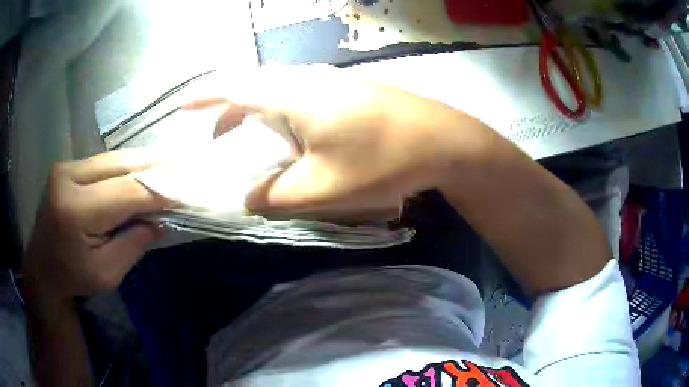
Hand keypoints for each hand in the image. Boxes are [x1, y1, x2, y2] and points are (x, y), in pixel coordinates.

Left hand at [21, 150, 168, 307]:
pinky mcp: (67, 166)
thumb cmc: (73, 278)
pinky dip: (125, 166)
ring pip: (112, 158)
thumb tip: (160, 220)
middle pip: (119, 165)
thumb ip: (133, 244)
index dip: (158, 191)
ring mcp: (65, 167)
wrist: (42, 267)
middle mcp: (68, 178)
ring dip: (141, 162)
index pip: (125, 193)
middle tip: (183, 165)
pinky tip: (141, 168)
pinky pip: (103, 162)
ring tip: (169, 162)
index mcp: (75, 212)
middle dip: (154, 166)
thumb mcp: (107, 273)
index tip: (185, 193)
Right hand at [183, 65, 481, 213]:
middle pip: (254, 86)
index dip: (203, 96)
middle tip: (218, 138)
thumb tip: (248, 199)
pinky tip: (296, 138)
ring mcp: (332, 81)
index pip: (234, 86)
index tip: (182, 106)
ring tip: (255, 144)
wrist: (443, 140)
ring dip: (259, 115)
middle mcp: (309, 79)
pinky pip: (302, 96)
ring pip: (279, 91)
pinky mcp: (350, 90)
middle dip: (229, 110)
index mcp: (293, 95)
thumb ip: (276, 196)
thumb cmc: (382, 160)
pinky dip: (285, 115)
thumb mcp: (322, 188)